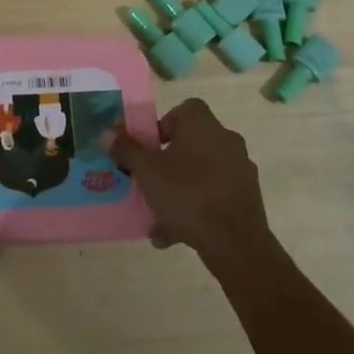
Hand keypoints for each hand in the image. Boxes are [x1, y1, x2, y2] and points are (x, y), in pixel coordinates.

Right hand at [103, 99, 277, 271]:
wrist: (236, 243)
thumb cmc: (187, 194)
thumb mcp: (146, 171)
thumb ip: (126, 150)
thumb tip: (107, 133)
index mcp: (203, 125)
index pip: (183, 110)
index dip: (163, 125)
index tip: (149, 147)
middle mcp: (226, 140)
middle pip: (189, 144)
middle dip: (167, 163)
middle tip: (149, 181)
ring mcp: (239, 170)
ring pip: (200, 174)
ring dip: (178, 191)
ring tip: (156, 218)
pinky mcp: (247, 199)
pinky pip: (213, 197)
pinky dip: (195, 210)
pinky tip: (175, 235)